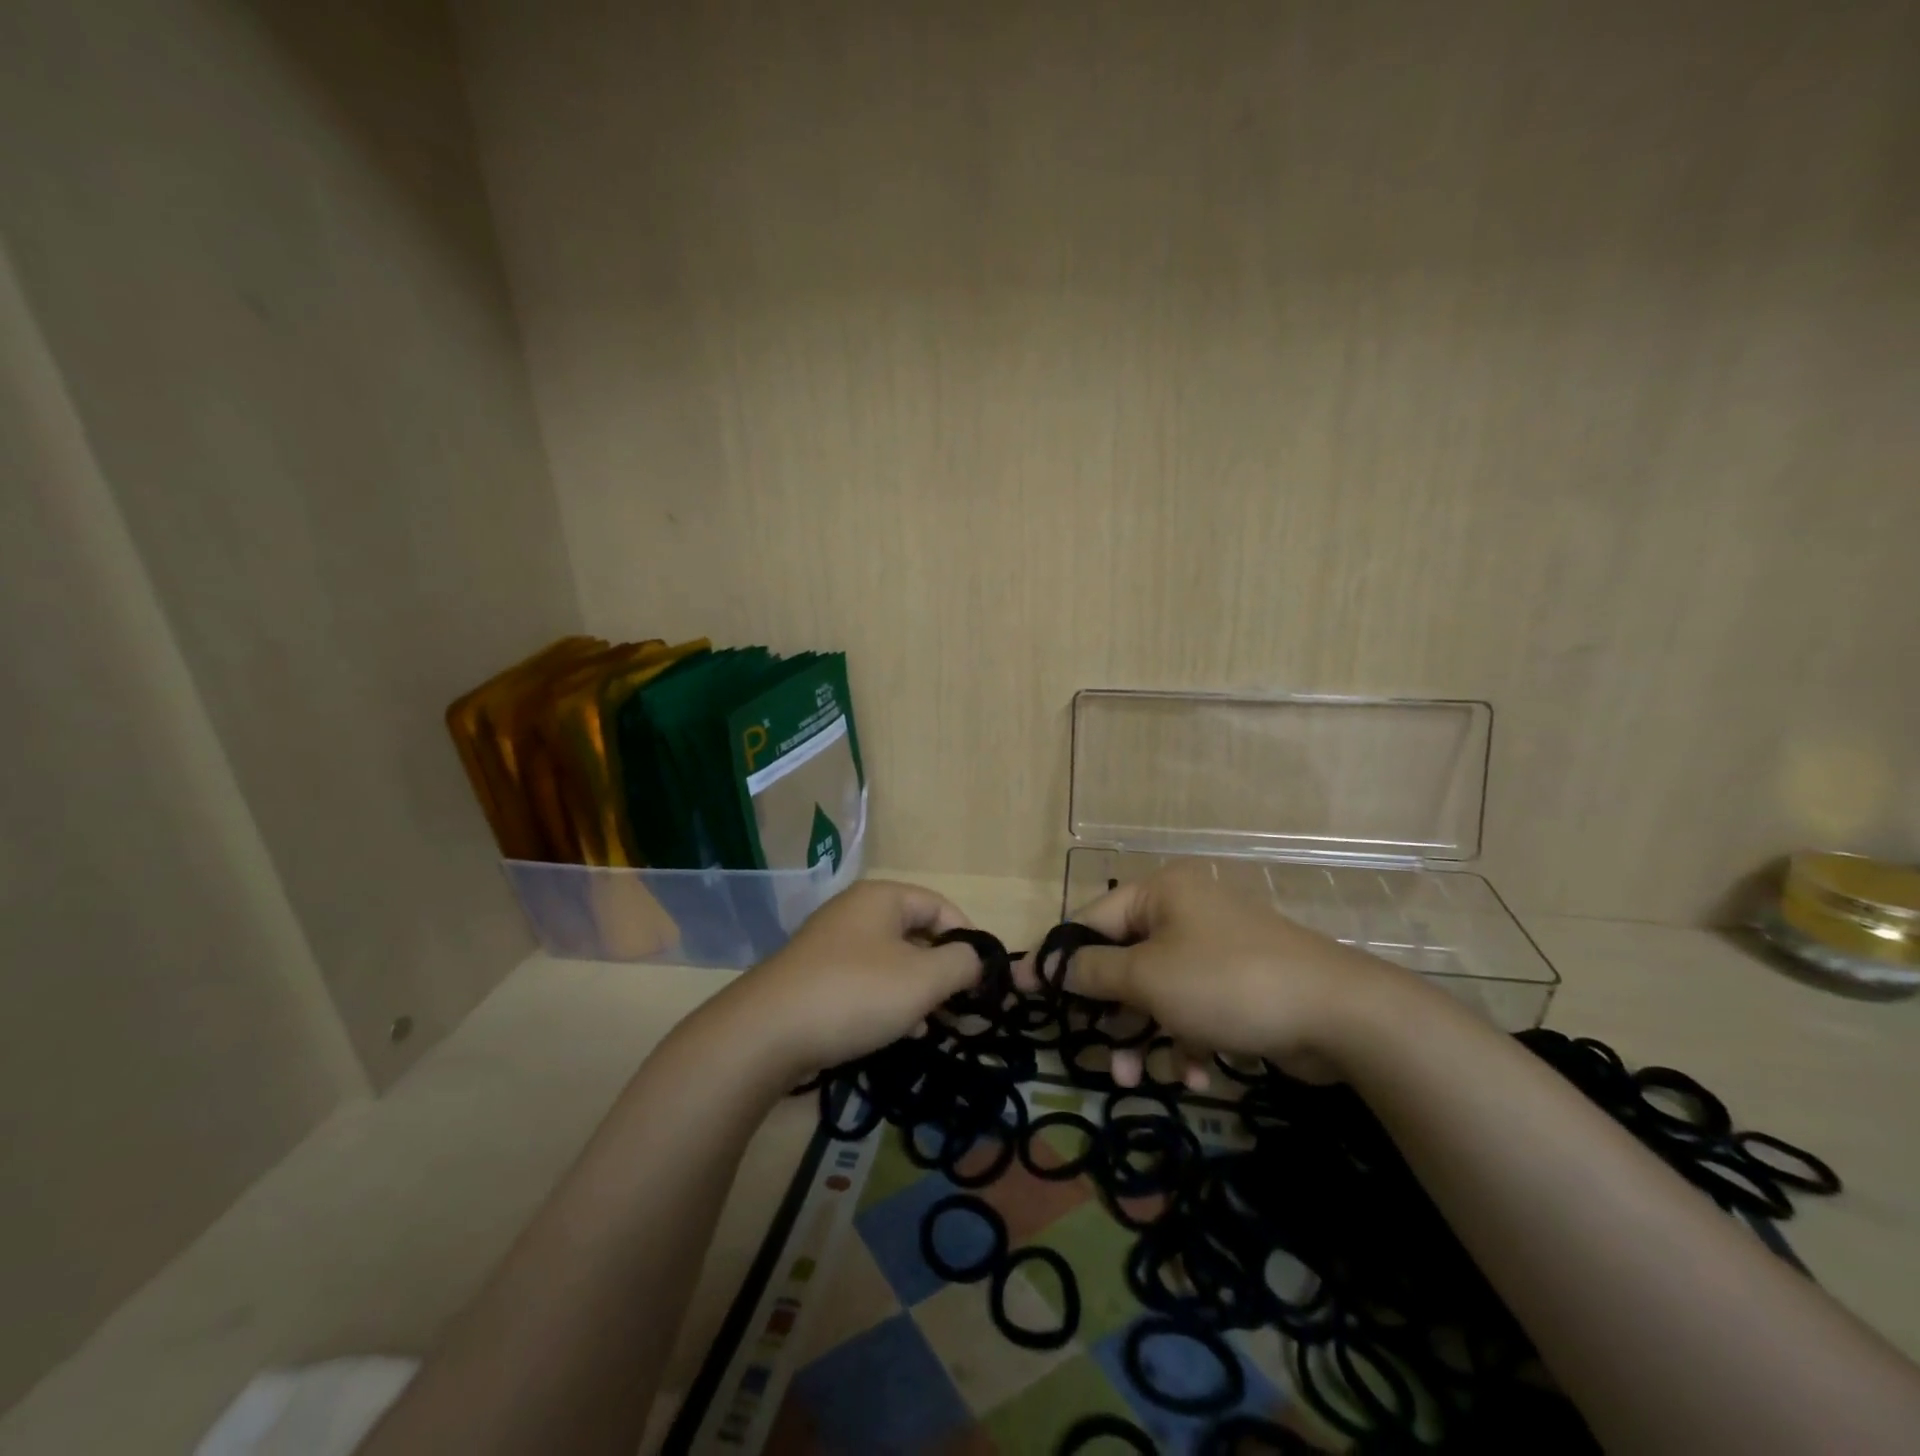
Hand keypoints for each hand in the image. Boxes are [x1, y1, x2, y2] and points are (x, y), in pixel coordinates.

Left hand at [724, 880, 983, 1079]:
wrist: (766, 1033)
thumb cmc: (856, 993)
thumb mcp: (923, 978)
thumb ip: (962, 963)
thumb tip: (975, 958)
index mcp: (882, 898)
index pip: (940, 906)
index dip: (968, 937)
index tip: (983, 977)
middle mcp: (856, 912)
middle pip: (916, 933)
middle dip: (943, 970)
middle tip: (962, 1006)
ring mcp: (831, 945)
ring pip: (892, 961)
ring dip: (918, 990)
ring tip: (935, 1023)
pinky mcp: (815, 978)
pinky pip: (866, 981)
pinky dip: (888, 1001)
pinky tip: (900, 1032)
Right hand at [1020, 863, 1415, 1084]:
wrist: (1339, 1015)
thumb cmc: (1226, 982)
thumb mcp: (1148, 977)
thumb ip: (1092, 971)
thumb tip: (1047, 965)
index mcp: (1160, 894)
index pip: (1092, 919)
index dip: (1060, 958)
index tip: (1029, 992)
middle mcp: (1185, 913)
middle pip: (1125, 961)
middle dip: (1111, 1012)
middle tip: (1097, 1051)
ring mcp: (1215, 949)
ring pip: (1159, 993)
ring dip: (1146, 1036)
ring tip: (1139, 1079)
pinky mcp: (1240, 985)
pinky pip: (1195, 1009)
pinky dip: (1188, 1041)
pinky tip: (1198, 1075)